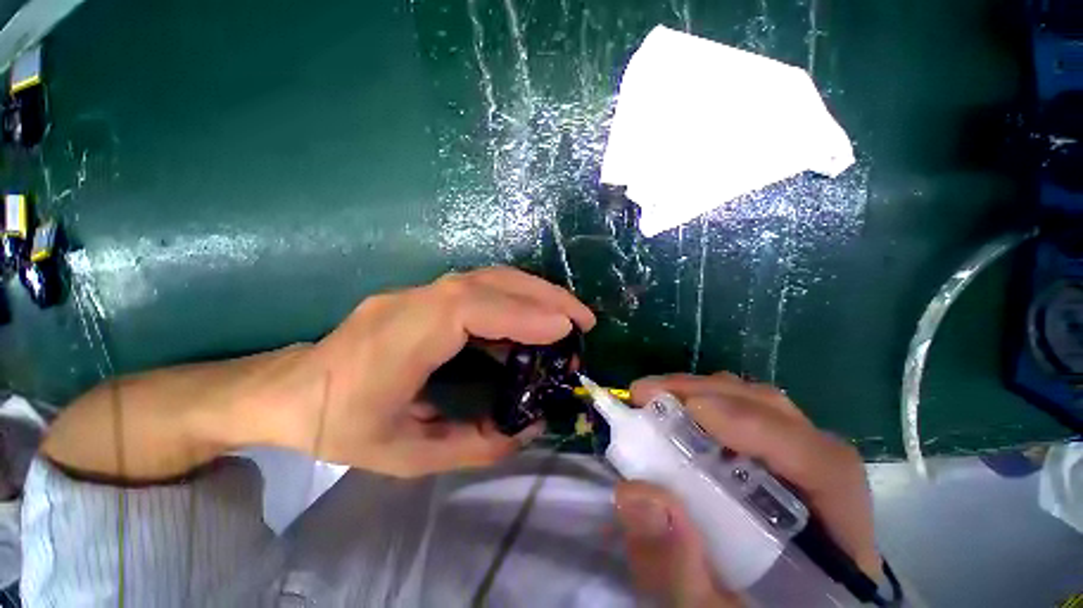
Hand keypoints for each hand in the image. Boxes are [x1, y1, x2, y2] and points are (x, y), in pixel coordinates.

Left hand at [277, 267, 594, 476]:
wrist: (288, 391)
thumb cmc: (339, 427)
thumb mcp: (406, 456)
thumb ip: (475, 444)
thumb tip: (530, 426)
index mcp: (398, 340)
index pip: (469, 309)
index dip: (521, 313)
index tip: (565, 329)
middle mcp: (411, 302)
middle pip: (487, 282)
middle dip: (543, 295)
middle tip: (583, 318)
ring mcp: (417, 293)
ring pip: (487, 278)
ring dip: (534, 292)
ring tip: (568, 316)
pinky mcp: (425, 296)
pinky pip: (479, 289)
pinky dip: (515, 299)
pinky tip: (533, 321)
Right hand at [614, 373, 878, 606]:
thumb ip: (678, 571)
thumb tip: (635, 492)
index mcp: (836, 543)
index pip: (824, 467)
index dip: (760, 427)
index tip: (693, 409)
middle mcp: (823, 493)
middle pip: (784, 420)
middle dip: (712, 395)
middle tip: (650, 393)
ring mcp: (796, 472)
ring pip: (761, 410)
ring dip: (703, 393)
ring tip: (654, 396)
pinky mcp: (768, 465)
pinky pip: (740, 420)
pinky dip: (702, 406)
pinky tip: (671, 412)